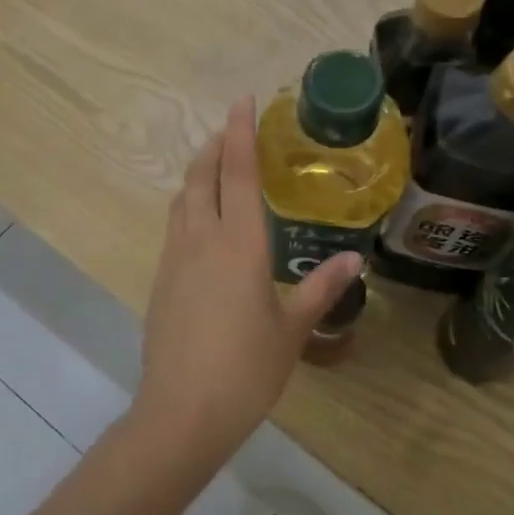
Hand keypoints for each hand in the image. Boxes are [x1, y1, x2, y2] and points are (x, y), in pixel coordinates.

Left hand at [134, 96, 361, 458]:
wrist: (180, 414)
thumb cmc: (245, 370)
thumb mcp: (292, 330)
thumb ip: (320, 289)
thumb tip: (354, 261)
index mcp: (239, 244)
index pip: (239, 174)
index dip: (241, 133)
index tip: (242, 100)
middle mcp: (201, 240)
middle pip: (202, 176)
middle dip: (215, 146)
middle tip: (231, 128)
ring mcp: (174, 259)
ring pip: (182, 199)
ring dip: (198, 174)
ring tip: (216, 166)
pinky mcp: (160, 281)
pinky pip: (175, 226)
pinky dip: (189, 205)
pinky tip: (202, 222)